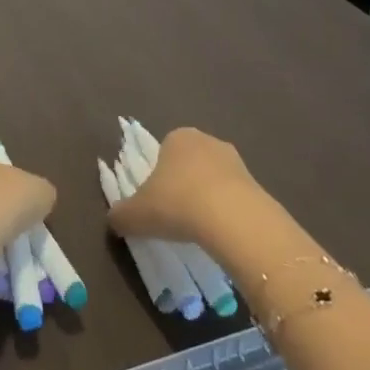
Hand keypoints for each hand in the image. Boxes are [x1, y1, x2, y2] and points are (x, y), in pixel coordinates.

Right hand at [109, 128, 258, 243]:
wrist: (233, 219)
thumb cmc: (177, 204)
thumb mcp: (136, 214)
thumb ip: (120, 214)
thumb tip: (114, 219)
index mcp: (177, 137)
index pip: (162, 151)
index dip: (157, 177)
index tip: (155, 202)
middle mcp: (207, 140)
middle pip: (188, 163)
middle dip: (182, 185)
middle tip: (174, 216)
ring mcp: (235, 160)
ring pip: (212, 179)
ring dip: (205, 198)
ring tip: (198, 229)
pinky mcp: (256, 183)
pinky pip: (232, 196)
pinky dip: (225, 211)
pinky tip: (220, 232)